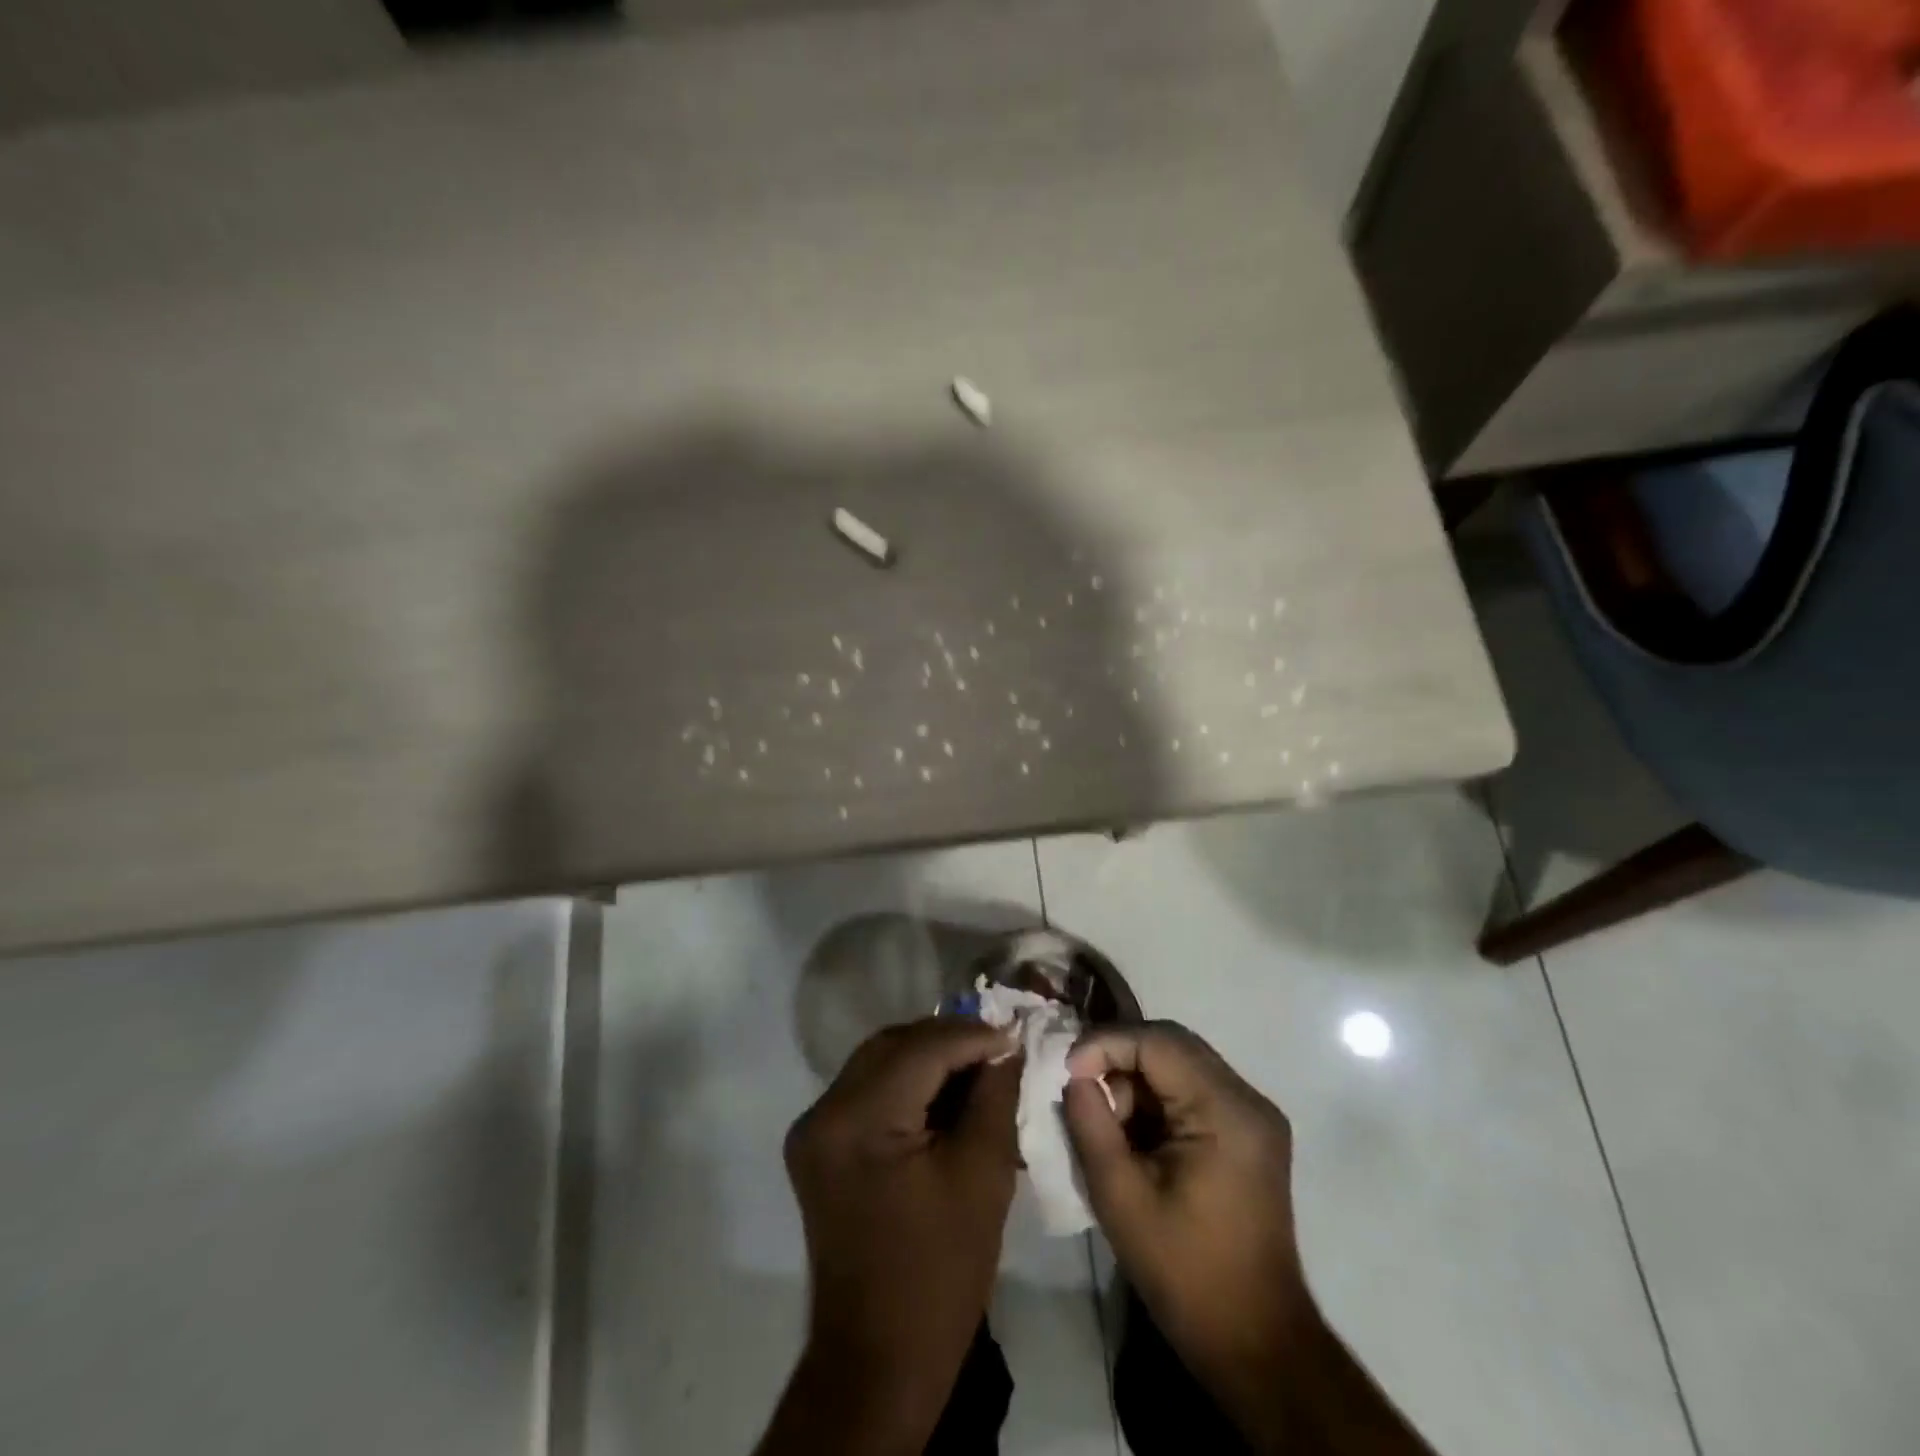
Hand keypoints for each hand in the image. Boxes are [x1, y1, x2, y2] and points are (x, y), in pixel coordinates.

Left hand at [770, 1017, 1021, 1451]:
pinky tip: (945, 1092)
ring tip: (978, 1065)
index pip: (921, 1049)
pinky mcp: (820, 1145)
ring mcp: (815, 1128)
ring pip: (879, 1062)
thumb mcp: (981, 1175)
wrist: (879, 1359)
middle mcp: (824, 1112)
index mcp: (857, 1121)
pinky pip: (868, 1090)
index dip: (973, 1036)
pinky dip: (908, 1083)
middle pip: (894, 1046)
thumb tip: (1006, 1046)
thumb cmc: (939, 1273)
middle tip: (997, 1046)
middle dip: (948, 1040)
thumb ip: (994, 1097)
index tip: (1016, 1033)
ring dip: (928, 1057)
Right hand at [1062, 1022, 1309, 1422]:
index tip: (1066, 1070)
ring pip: (1181, 1062)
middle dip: (1119, 1057)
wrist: (1257, 1344)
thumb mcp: (1121, 1199)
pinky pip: (1193, 1088)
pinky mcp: (1249, 1132)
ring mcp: (1253, 1114)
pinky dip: (1156, 1097)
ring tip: (1108, 1122)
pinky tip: (1135, 1133)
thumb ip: (1091, 1125)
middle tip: (1081, 1087)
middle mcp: (1248, 1099)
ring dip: (1136, 1078)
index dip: (1105, 1043)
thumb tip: (1074, 1078)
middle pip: (1172, 1044)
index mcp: (1226, 1111)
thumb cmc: (1186, 1275)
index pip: (1158, 1042)